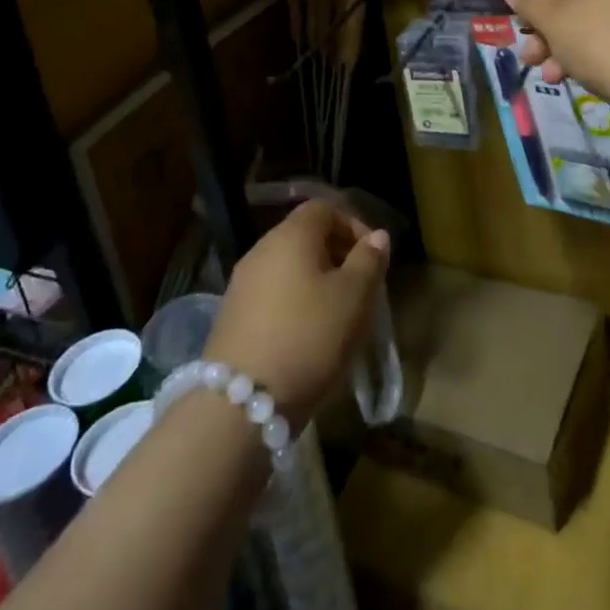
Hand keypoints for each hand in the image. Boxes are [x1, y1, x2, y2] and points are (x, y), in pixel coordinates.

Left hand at [204, 200, 389, 430]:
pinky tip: (306, 335)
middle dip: (336, 254)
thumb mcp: (353, 298)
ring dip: (315, 281)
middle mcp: (262, 249)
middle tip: (360, 287)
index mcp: (291, 235)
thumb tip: (377, 236)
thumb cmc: (308, 337)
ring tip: (337, 314)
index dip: (352, 224)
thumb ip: (368, 261)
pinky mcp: (232, 315)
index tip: (372, 256)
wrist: (240, 401)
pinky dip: (293, 302)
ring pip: (287, 266)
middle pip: (304, 236)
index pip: (323, 208)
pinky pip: (272, 293)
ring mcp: (242, 282)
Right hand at [500, 0, 609, 106]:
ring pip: (597, 24)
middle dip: (549, 31)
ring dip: (568, 48)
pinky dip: (598, 56)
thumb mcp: (555, 22)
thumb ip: (529, 2)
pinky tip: (585, 80)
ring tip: (553, 78)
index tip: (527, 28)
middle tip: (532, 59)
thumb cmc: (603, 44)